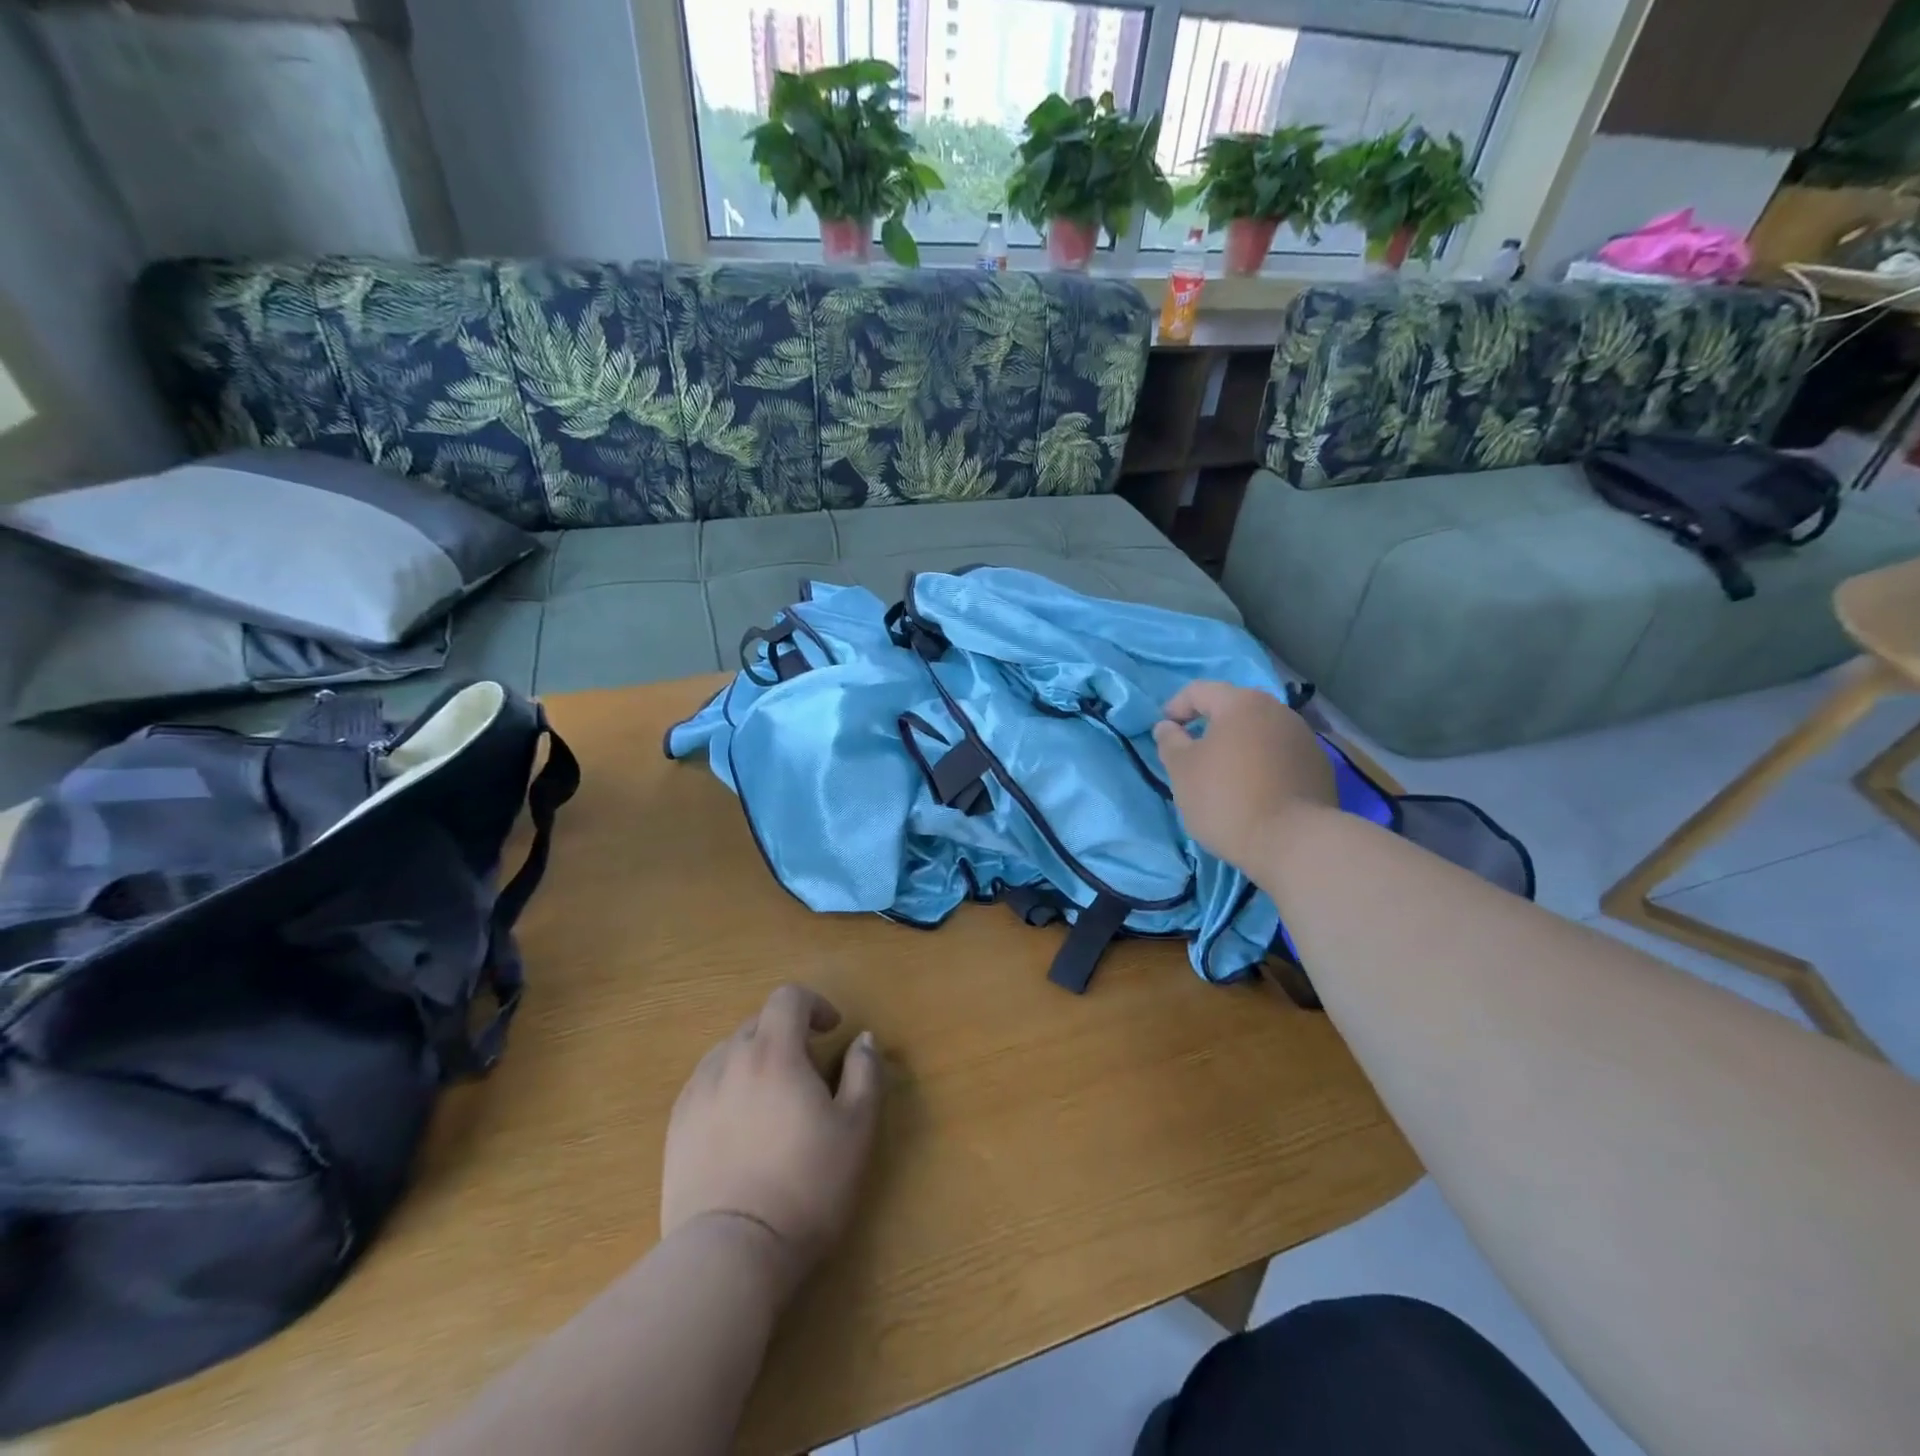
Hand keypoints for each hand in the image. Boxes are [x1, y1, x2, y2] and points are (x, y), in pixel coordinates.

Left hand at [661, 985, 881, 1295]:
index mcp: (773, 1052)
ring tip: (774, 1100)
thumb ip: (865, 1073)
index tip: (832, 1030)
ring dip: (756, 1059)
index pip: (788, 998)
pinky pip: (706, 1085)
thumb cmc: (806, 1186)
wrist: (730, 1254)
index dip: (814, 1004)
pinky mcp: (676, 1129)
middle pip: (758, 1023)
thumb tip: (864, 1039)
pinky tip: (741, 1127)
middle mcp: (729, 1060)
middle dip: (787, 1034)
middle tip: (809, 1073)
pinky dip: (729, 1087)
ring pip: (729, 1053)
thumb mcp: (856, 1128)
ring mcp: (696, 1094)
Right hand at [1151, 681, 1336, 869]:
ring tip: (1224, 776)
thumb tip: (1167, 726)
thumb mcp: (1181, 771)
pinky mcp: (1319, 767)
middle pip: (1234, 709)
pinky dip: (1262, 765)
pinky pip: (1280, 756)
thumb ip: (1169, 742)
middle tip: (1192, 754)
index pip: (1199, 691)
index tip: (1164, 733)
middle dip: (1210, 727)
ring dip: (1238, 746)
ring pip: (1260, 733)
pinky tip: (1255, 792)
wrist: (1294, 843)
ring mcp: (1304, 738)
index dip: (1176, 707)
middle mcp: (1278, 711)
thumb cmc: (1226, 799)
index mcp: (1241, 703)